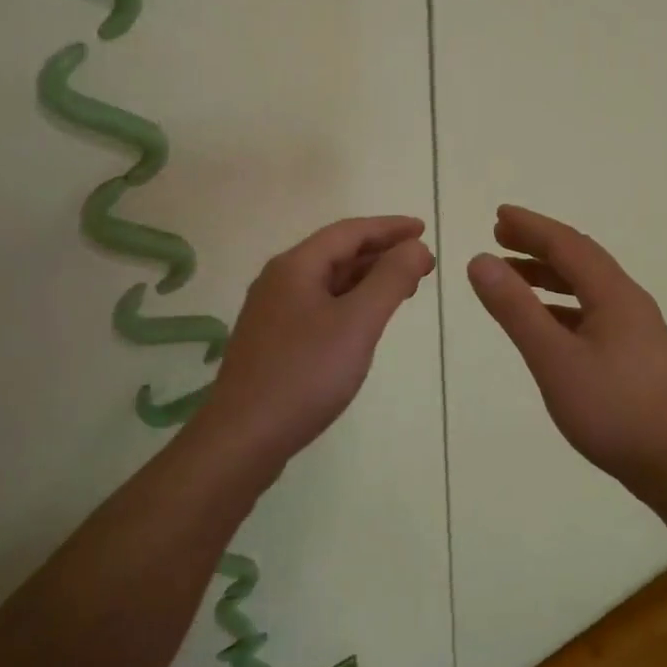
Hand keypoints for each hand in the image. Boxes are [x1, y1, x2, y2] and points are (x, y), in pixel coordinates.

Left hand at [205, 216, 435, 470]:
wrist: (242, 439)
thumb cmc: (304, 374)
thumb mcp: (358, 322)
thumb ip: (391, 279)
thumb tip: (416, 247)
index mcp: (296, 266)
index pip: (350, 232)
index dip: (390, 227)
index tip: (424, 230)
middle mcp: (280, 281)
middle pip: (338, 253)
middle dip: (382, 253)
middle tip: (423, 264)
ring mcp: (273, 313)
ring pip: (329, 281)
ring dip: (367, 278)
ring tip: (403, 289)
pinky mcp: (274, 342)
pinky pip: (320, 306)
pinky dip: (350, 302)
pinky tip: (365, 321)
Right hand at [467, 204, 666, 493]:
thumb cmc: (612, 409)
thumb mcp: (553, 358)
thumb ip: (516, 309)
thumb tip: (480, 261)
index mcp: (613, 293)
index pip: (567, 244)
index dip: (531, 227)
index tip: (499, 216)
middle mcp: (628, 300)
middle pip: (579, 258)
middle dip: (539, 244)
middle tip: (500, 236)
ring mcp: (635, 326)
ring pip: (587, 285)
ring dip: (549, 273)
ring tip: (511, 274)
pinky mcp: (635, 350)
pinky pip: (592, 309)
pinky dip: (561, 303)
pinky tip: (544, 320)